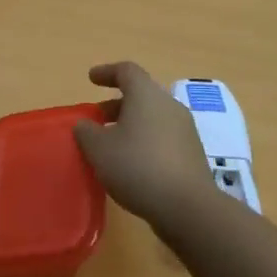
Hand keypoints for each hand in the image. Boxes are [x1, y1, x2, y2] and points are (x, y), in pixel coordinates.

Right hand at [72, 62, 217, 227]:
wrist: (186, 205)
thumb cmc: (137, 167)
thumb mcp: (99, 149)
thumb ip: (86, 132)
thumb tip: (85, 124)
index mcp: (147, 95)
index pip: (127, 71)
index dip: (106, 72)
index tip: (91, 79)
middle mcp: (169, 105)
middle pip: (142, 94)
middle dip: (116, 104)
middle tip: (97, 118)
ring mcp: (185, 129)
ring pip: (153, 117)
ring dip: (131, 124)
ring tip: (111, 144)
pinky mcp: (192, 153)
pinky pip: (163, 137)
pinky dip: (145, 140)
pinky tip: (132, 163)